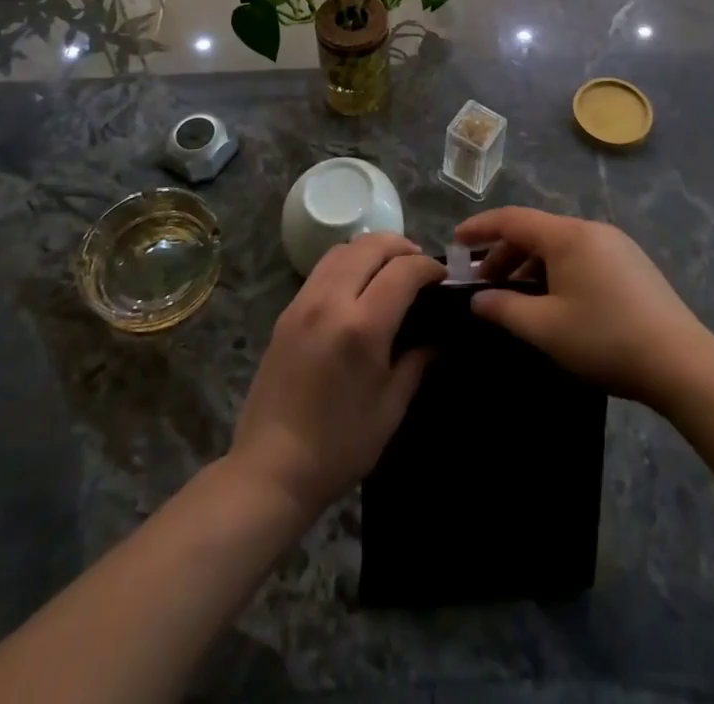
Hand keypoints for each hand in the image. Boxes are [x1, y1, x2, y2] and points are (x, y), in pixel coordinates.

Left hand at [229, 233, 443, 519]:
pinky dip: (347, 262)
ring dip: (372, 249)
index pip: (403, 270)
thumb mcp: (391, 408)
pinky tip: (358, 286)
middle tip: (419, 267)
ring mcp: (303, 302)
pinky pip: (322, 268)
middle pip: (370, 245)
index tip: (443, 278)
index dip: (428, 268)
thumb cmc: (339, 446)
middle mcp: (330, 301)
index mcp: (362, 326)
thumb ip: (417, 362)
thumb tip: (438, 336)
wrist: (270, 468)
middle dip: (402, 247)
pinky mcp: (286, 311)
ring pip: (343, 249)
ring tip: (390, 269)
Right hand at [454, 207, 713, 410]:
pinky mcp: (630, 264)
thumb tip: (478, 299)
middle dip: (503, 254)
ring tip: (513, 298)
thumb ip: (504, 310)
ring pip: (559, 246)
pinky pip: (580, 256)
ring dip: (529, 266)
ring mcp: (615, 245)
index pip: (513, 219)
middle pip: (536, 232)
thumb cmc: (605, 339)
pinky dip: (555, 271)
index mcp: (568, 235)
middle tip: (481, 283)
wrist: (682, 362)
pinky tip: (551, 302)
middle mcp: (591, 229)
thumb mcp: (546, 329)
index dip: (480, 228)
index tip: (454, 241)